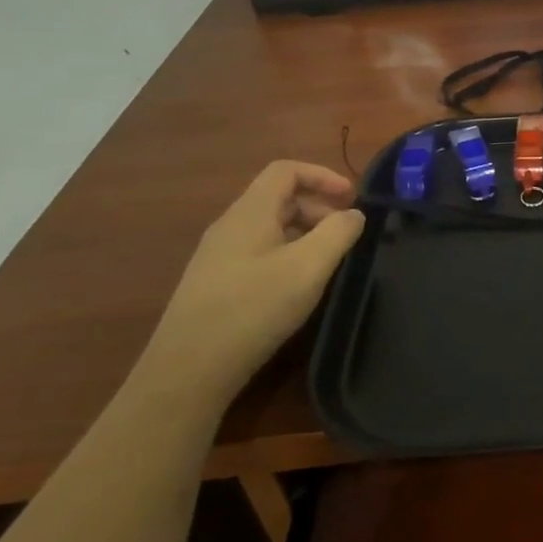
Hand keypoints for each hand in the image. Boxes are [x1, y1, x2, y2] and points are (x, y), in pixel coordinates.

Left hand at [135, 161, 364, 411]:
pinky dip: (287, 256)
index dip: (322, 175)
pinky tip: (297, 289)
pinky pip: (258, 253)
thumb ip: (338, 233)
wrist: (188, 370)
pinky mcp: (215, 284)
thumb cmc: (253, 308)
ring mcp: (218, 257)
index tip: (352, 199)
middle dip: (318, 209)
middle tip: (347, 237)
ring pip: (270, 228)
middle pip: (279, 199)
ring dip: (305, 235)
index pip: (285, 171)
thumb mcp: (308, 268)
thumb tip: (354, 215)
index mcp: (249, 213)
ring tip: (328, 264)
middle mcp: (230, 226)